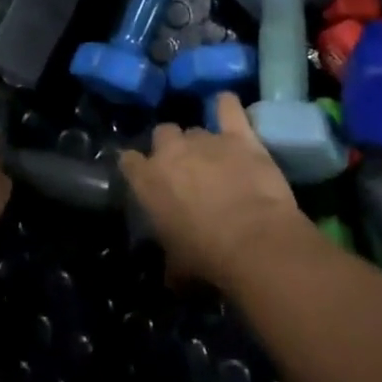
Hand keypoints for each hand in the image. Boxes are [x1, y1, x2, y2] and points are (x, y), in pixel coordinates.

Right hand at [119, 95, 311, 289]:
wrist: (253, 241)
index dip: (138, 167)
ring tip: (217, 158)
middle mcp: (171, 152)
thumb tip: (173, 274)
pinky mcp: (239, 135)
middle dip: (172, 148)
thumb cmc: (207, 259)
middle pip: (163, 134)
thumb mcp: (177, 268)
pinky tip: (227, 107)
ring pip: (196, 129)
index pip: (128, 161)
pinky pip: (228, 107)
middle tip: (187, 170)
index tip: (145, 177)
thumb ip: (170, 262)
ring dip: (202, 142)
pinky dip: (227, 106)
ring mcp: (205, 140)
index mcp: (147, 181)